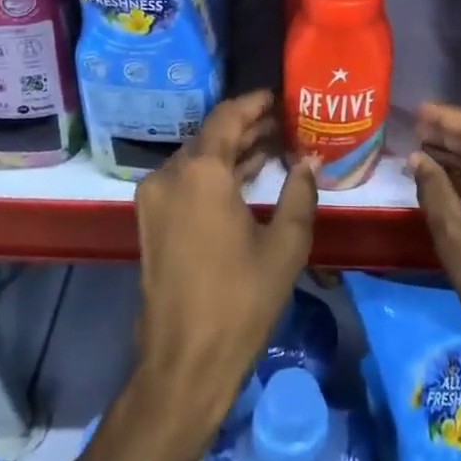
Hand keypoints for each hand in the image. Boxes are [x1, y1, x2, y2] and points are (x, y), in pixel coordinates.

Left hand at [132, 91, 318, 453]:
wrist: (184, 362)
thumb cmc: (241, 300)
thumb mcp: (286, 244)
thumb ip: (300, 192)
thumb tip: (309, 159)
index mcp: (200, 171)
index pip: (228, 116)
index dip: (255, 103)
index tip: (281, 97)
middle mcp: (170, 174)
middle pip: (211, 135)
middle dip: (248, 127)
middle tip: (286, 123)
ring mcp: (154, 198)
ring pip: (197, 158)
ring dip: (232, 151)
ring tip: (273, 147)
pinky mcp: (151, 221)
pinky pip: (186, 181)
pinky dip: (214, 174)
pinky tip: (246, 178)